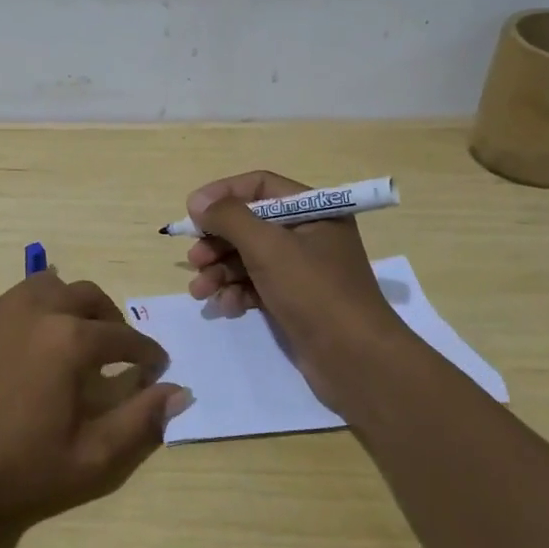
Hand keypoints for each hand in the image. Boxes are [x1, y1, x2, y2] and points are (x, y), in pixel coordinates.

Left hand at [0, 272, 190, 525]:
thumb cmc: (21, 468)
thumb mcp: (92, 457)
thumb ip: (140, 420)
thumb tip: (180, 392)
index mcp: (70, 340)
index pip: (123, 336)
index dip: (146, 351)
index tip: (155, 366)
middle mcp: (36, 311)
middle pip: (87, 295)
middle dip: (110, 318)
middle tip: (115, 347)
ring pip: (46, 286)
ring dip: (69, 304)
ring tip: (72, 334)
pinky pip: (11, 302)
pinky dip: (31, 313)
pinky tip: (27, 345)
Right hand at [185, 170, 411, 412]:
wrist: (357, 361)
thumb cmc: (314, 292)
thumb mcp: (268, 247)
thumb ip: (230, 218)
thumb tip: (199, 202)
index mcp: (314, 210)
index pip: (260, 186)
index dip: (223, 195)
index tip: (192, 213)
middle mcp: (309, 234)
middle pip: (250, 224)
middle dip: (218, 241)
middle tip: (194, 260)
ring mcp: (303, 269)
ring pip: (249, 257)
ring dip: (221, 271)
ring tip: (200, 292)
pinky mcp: (295, 299)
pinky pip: (257, 285)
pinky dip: (238, 292)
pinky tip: (226, 307)